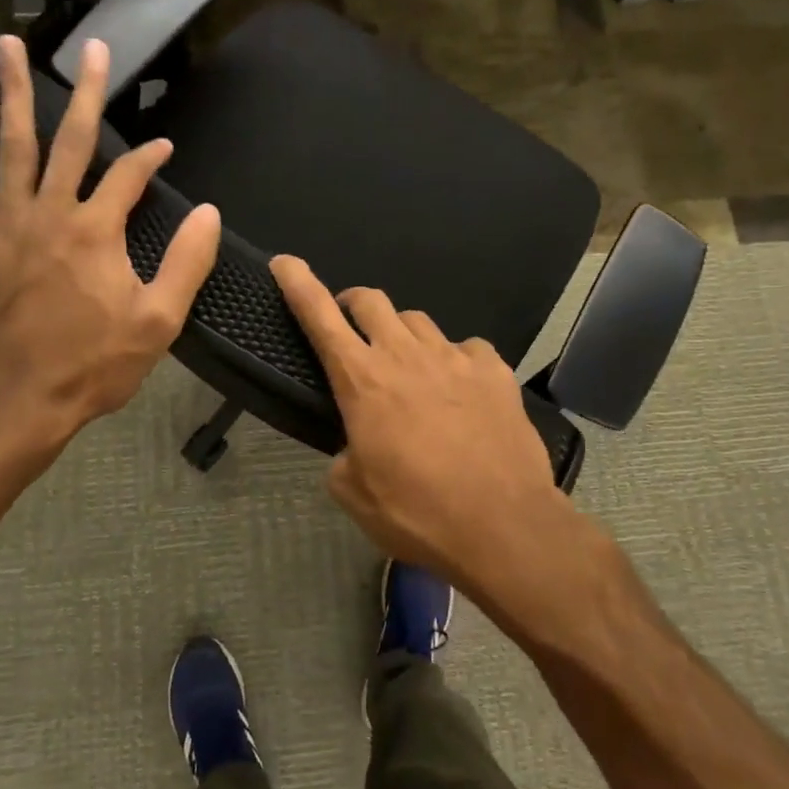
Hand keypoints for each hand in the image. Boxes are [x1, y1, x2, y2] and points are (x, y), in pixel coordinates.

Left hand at [0, 35, 220, 472]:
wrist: (25, 398)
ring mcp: (11, 222)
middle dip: (89, 91)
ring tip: (8, 47)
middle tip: (95, 47)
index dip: (152, 158)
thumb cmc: (97, 362)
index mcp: (97, 230)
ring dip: (13, 94)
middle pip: (73, 139)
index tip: (165, 149)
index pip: (130, 174)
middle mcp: (51, 212)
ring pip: (14, 145)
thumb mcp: (161, 320)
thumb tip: (209, 213)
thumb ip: (188, 262)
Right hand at [269, 255, 590, 614]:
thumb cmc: (418, 513)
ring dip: (401, 334)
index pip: (319, 315)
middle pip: (370, 300)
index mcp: (362, 380)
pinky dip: (454, 359)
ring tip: (408, 366)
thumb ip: (342, 456)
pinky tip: (460, 386)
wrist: (504, 527)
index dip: (297, 283)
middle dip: (352, 305)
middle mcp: (406, 355)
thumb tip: (354, 445)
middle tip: (351, 329)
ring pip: (417, 320)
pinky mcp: (494, 370)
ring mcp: (454, 357)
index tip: (284, 262)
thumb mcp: (355, 493)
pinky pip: (466, 347)